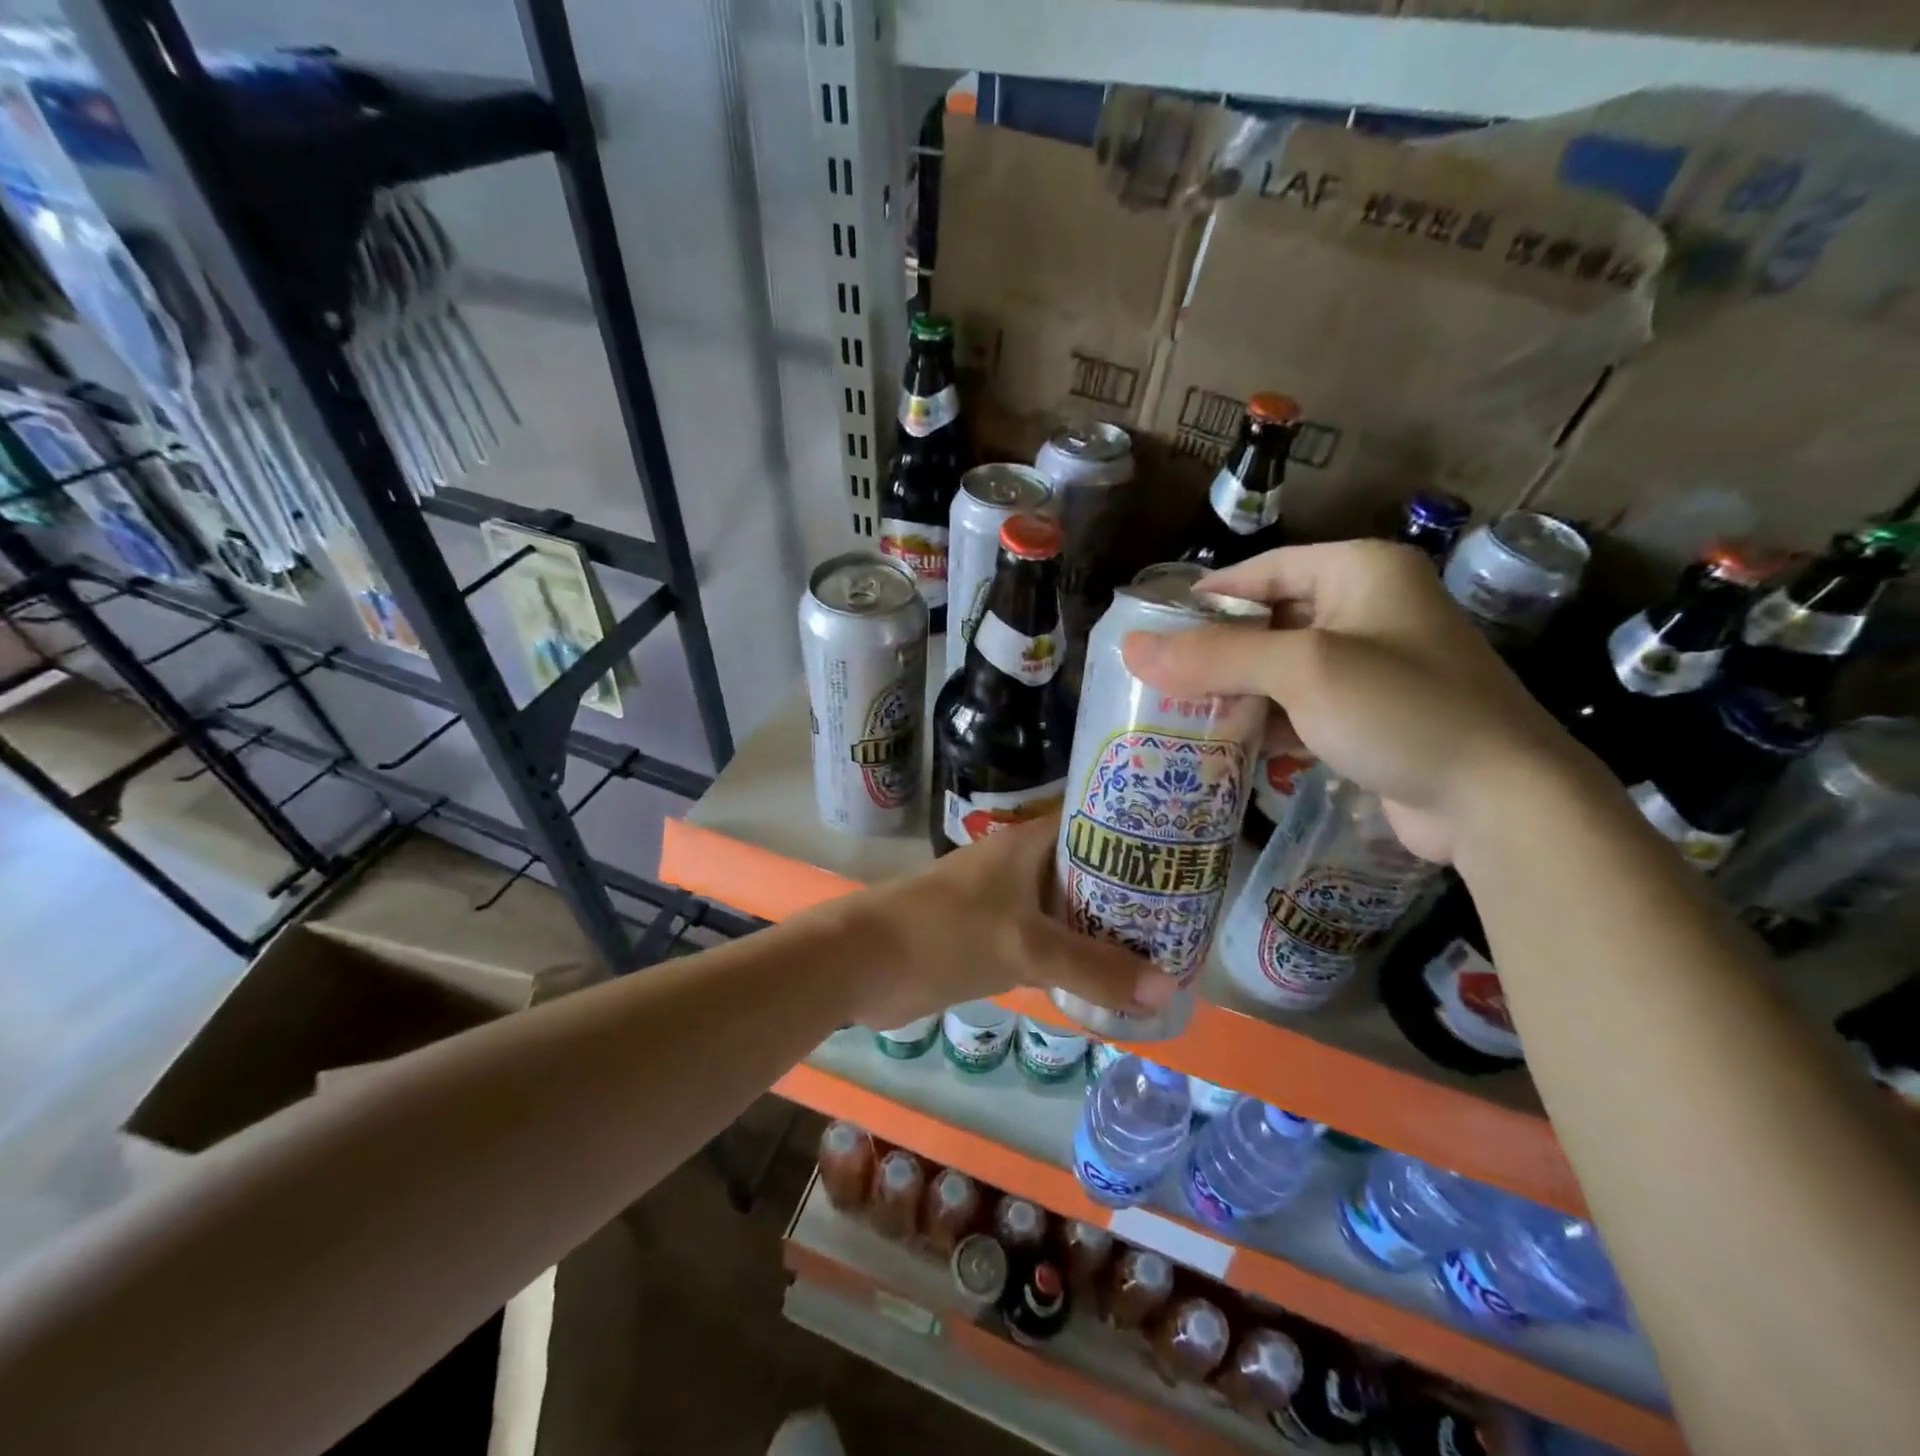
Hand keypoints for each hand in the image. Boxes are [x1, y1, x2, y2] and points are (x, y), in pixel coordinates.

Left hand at [830, 814, 1172, 1030]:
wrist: (863, 963)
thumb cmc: (944, 934)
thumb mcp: (1024, 947)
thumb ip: (1092, 968)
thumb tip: (1166, 989)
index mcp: (1028, 844)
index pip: (1094, 820)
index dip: (1138, 830)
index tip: (1182, 850)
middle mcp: (1021, 865)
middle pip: (1087, 868)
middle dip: (1130, 887)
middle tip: (1186, 906)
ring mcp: (1005, 902)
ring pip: (1068, 907)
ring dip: (1105, 925)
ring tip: (1164, 941)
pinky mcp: (993, 938)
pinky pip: (1048, 941)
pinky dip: (1076, 955)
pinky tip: (1111, 975)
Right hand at [1121, 541, 1582, 861]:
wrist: (1500, 802)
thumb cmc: (1401, 710)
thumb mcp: (1302, 671)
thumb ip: (1215, 656)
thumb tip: (1130, 648)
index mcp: (1360, 572)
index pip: (1262, 571)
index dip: (1205, 598)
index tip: (1153, 629)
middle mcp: (1368, 609)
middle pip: (1269, 620)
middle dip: (1216, 652)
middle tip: (1158, 678)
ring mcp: (1372, 666)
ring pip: (1281, 668)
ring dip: (1236, 691)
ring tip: (1178, 712)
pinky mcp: (1371, 716)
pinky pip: (1301, 707)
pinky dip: (1265, 721)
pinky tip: (1226, 743)